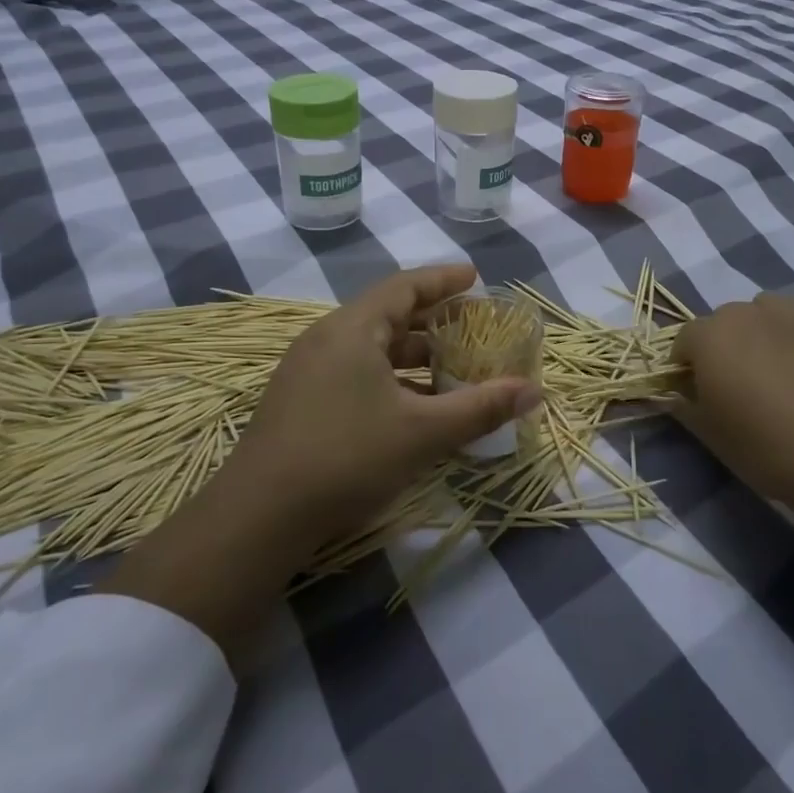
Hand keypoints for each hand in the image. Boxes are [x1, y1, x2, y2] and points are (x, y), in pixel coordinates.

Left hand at [101, 265, 539, 645]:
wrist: (259, 515)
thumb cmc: (347, 456)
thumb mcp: (423, 432)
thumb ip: (481, 408)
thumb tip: (534, 391)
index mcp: (352, 328)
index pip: (405, 286)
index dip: (443, 280)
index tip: (475, 277)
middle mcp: (326, 338)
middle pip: (388, 315)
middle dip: (433, 320)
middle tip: (472, 326)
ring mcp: (307, 371)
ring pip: (370, 348)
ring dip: (412, 354)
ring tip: (450, 368)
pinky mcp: (299, 402)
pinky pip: (354, 372)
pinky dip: (390, 378)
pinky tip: (411, 406)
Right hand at [672, 295, 793, 597]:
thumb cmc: (769, 450)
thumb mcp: (711, 437)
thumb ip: (684, 407)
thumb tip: (670, 396)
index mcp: (711, 336)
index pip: (684, 340)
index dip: (686, 366)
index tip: (697, 394)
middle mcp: (752, 313)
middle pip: (727, 319)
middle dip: (726, 344)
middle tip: (741, 385)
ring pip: (773, 306)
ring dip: (768, 327)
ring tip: (781, 364)